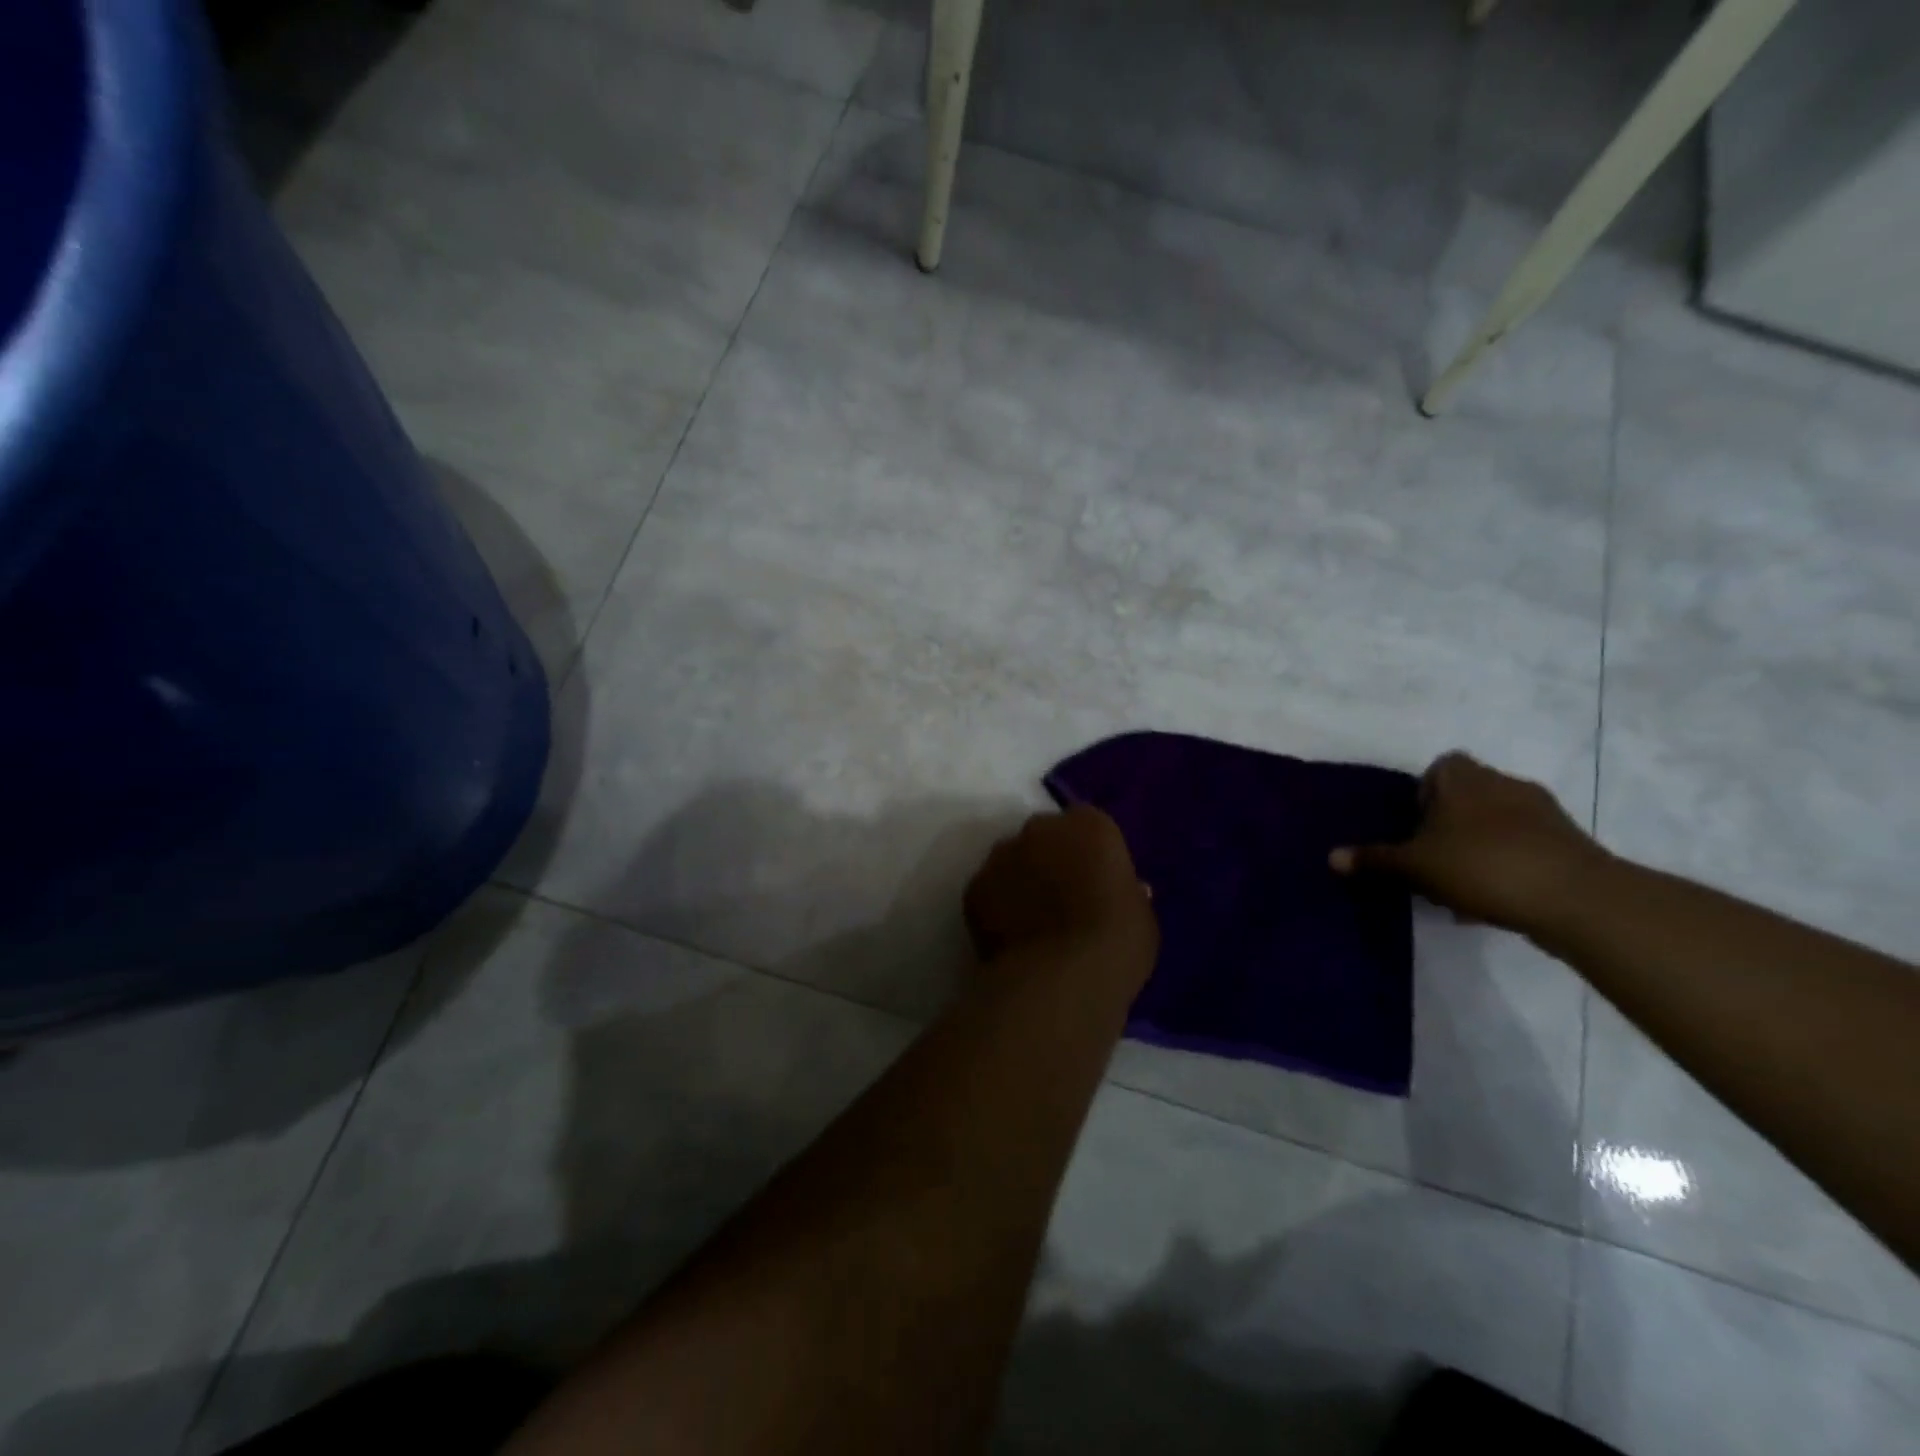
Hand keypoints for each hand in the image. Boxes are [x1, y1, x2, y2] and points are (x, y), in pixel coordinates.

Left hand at [964, 806, 1157, 982]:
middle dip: (1051, 859)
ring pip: (1011, 861)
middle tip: (1062, 899)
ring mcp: (1001, 855)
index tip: (1096, 882)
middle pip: (1045, 837)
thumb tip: (1119, 891)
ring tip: (1033, 922)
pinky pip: (989, 891)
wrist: (1061, 978)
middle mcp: (1039, 828)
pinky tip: (1010, 938)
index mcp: (1088, 825)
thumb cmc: (1117, 942)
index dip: (1091, 854)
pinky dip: (997, 907)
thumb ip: (1126, 891)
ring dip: (1020, 880)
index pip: (1088, 826)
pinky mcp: (973, 887)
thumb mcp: (1140, 915)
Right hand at [1330, 752, 1611, 936]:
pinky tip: (1494, 899)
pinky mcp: (1569, 842)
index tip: (1415, 825)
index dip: (1425, 792)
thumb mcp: (1414, 866)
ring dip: (1479, 845)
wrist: (1575, 897)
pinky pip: (1525, 846)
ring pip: (1497, 822)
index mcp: (1463, 778)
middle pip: (1467, 794)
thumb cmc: (1481, 865)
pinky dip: (1508, 864)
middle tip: (1431, 857)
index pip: (1440, 766)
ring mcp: (1543, 812)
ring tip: (1461, 885)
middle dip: (1449, 823)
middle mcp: (1503, 783)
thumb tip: (1331, 857)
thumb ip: (1374, 860)